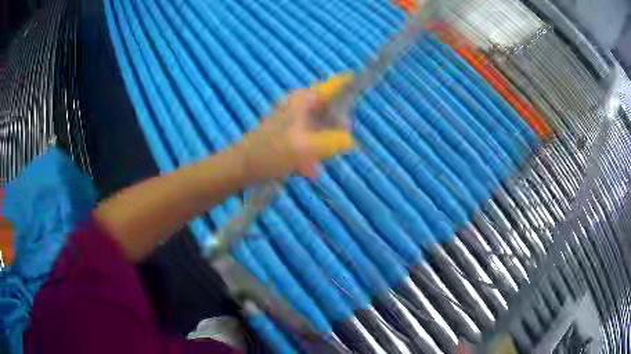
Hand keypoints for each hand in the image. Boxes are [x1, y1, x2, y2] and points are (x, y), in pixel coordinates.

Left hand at [243, 77, 354, 179]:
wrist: (241, 167)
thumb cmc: (270, 154)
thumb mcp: (303, 148)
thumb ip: (331, 142)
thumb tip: (351, 140)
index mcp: (303, 100)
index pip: (334, 85)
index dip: (351, 86)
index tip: (365, 94)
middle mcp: (299, 104)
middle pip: (331, 106)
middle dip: (339, 124)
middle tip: (342, 142)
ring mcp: (293, 118)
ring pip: (321, 124)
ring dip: (326, 140)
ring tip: (323, 159)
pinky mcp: (289, 133)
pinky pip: (310, 137)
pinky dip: (313, 150)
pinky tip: (311, 169)